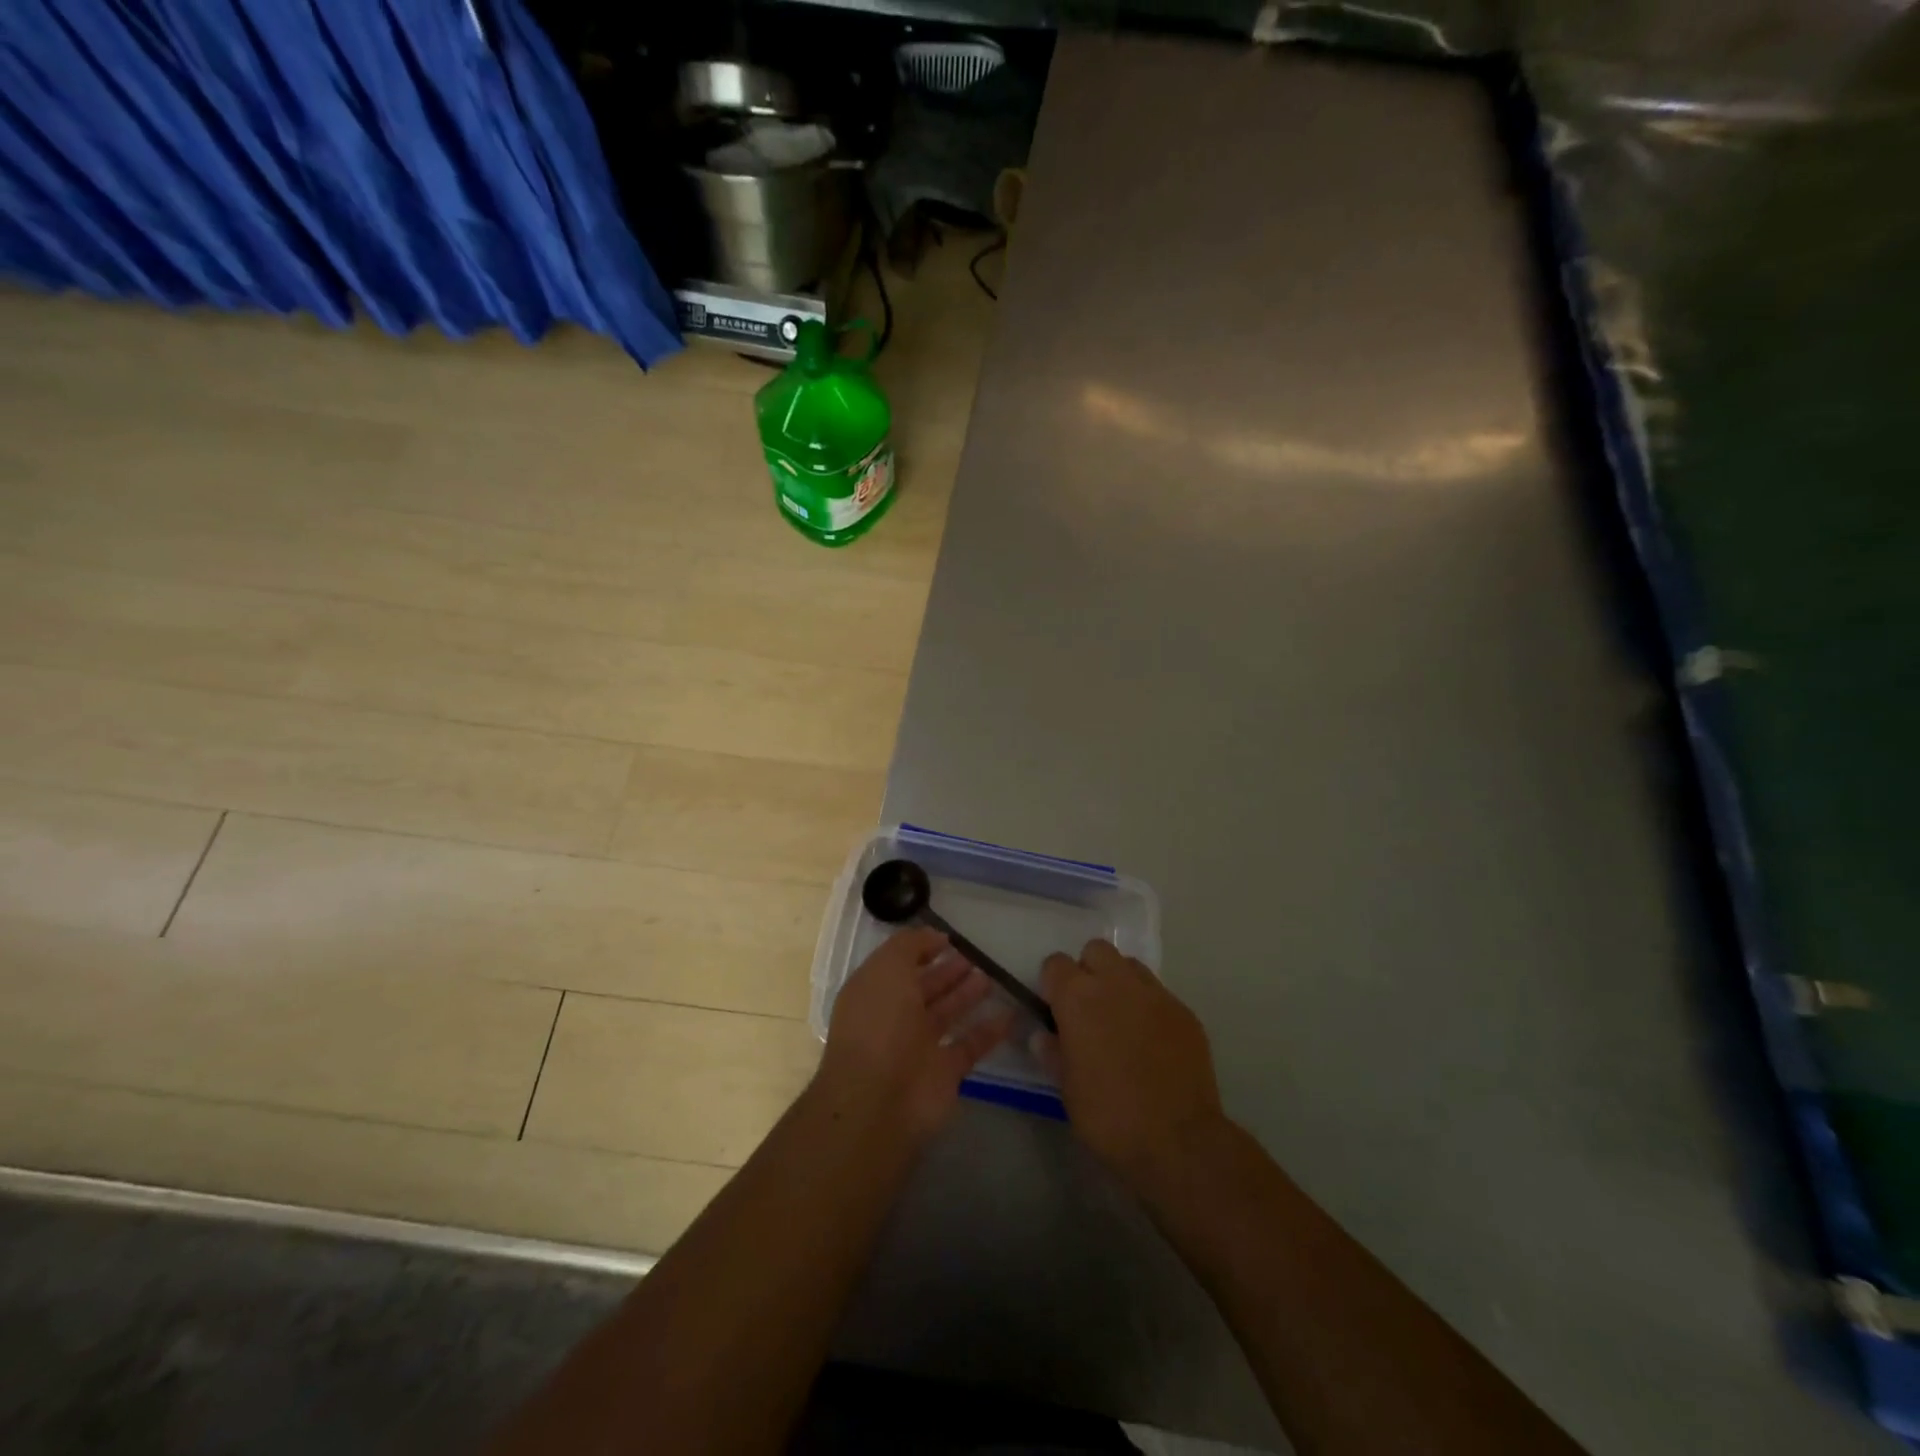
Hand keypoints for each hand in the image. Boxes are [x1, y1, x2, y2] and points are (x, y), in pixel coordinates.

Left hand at [815, 927, 1015, 1141]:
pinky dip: (989, 1030)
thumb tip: (935, 936)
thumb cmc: (880, 1023)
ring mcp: (919, 1047)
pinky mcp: (944, 1072)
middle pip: (925, 989)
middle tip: (976, 956)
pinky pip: (970, 1045)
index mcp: (875, 992)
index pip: (899, 965)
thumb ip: (910, 945)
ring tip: (991, 976)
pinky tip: (1010, 1013)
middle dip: (948, 972)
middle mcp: (894, 1018)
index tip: (950, 939)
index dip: (922, 949)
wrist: (880, 1099)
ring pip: (947, 1014)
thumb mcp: (887, 968)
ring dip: (967, 995)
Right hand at [1037, 940, 1226, 1191]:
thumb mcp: (1066, 1088)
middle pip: (1096, 951)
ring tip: (1121, 1020)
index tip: (1055, 1009)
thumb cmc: (1109, 1115)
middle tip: (1088, 1008)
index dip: (1052, 984)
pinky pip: (1159, 995)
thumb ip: (1052, 1052)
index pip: (1055, 963)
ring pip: (1130, 966)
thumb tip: (1043, 1035)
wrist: (1179, 1141)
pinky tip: (1152, 1043)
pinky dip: (1149, 1008)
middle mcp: (1116, 983)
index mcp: (1078, 997)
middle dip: (1088, 970)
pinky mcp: (1185, 1012)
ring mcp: (1155, 994)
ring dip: (1120, 983)